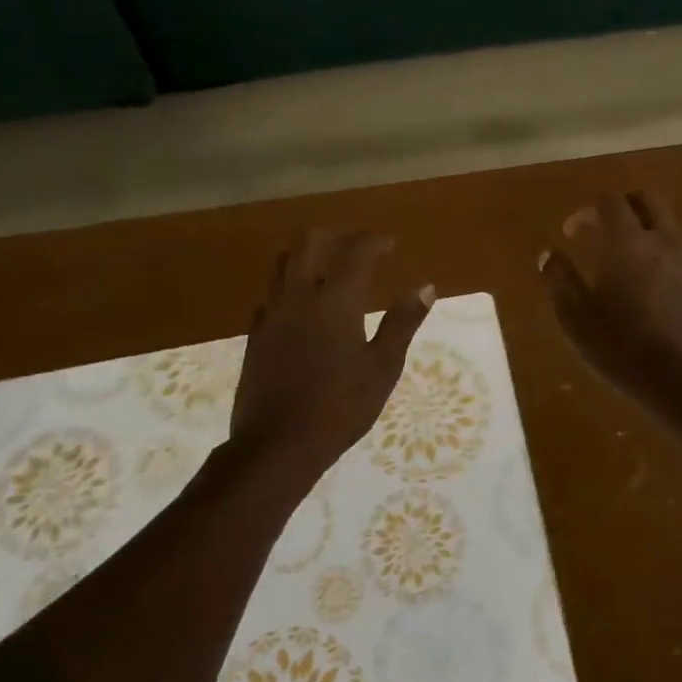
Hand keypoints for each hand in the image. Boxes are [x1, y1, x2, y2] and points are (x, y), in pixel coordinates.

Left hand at [229, 230, 432, 480]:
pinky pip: (270, 296)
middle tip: (357, 248)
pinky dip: (289, 287)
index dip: (373, 241)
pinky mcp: (255, 336)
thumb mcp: (383, 367)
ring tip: (328, 268)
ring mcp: (271, 315)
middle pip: (308, 244)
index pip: (354, 252)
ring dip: (307, 255)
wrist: (277, 445)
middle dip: (335, 237)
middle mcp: (298, 297)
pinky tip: (301, 306)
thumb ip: (402, 323)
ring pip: (282, 264)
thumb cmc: (340, 406)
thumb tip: (425, 288)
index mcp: (334, 301)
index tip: (389, 243)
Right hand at [541, 192, 681, 408]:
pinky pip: (676, 250)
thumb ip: (560, 279)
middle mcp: (662, 241)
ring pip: (666, 224)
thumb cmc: (622, 346)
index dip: (587, 210)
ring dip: (642, 227)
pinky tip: (641, 283)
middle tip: (599, 228)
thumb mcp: (576, 317)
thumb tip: (548, 253)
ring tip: (619, 257)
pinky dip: (657, 250)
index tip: (571, 232)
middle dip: (621, 205)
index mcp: (628, 241)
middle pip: (647, 200)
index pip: (610, 201)